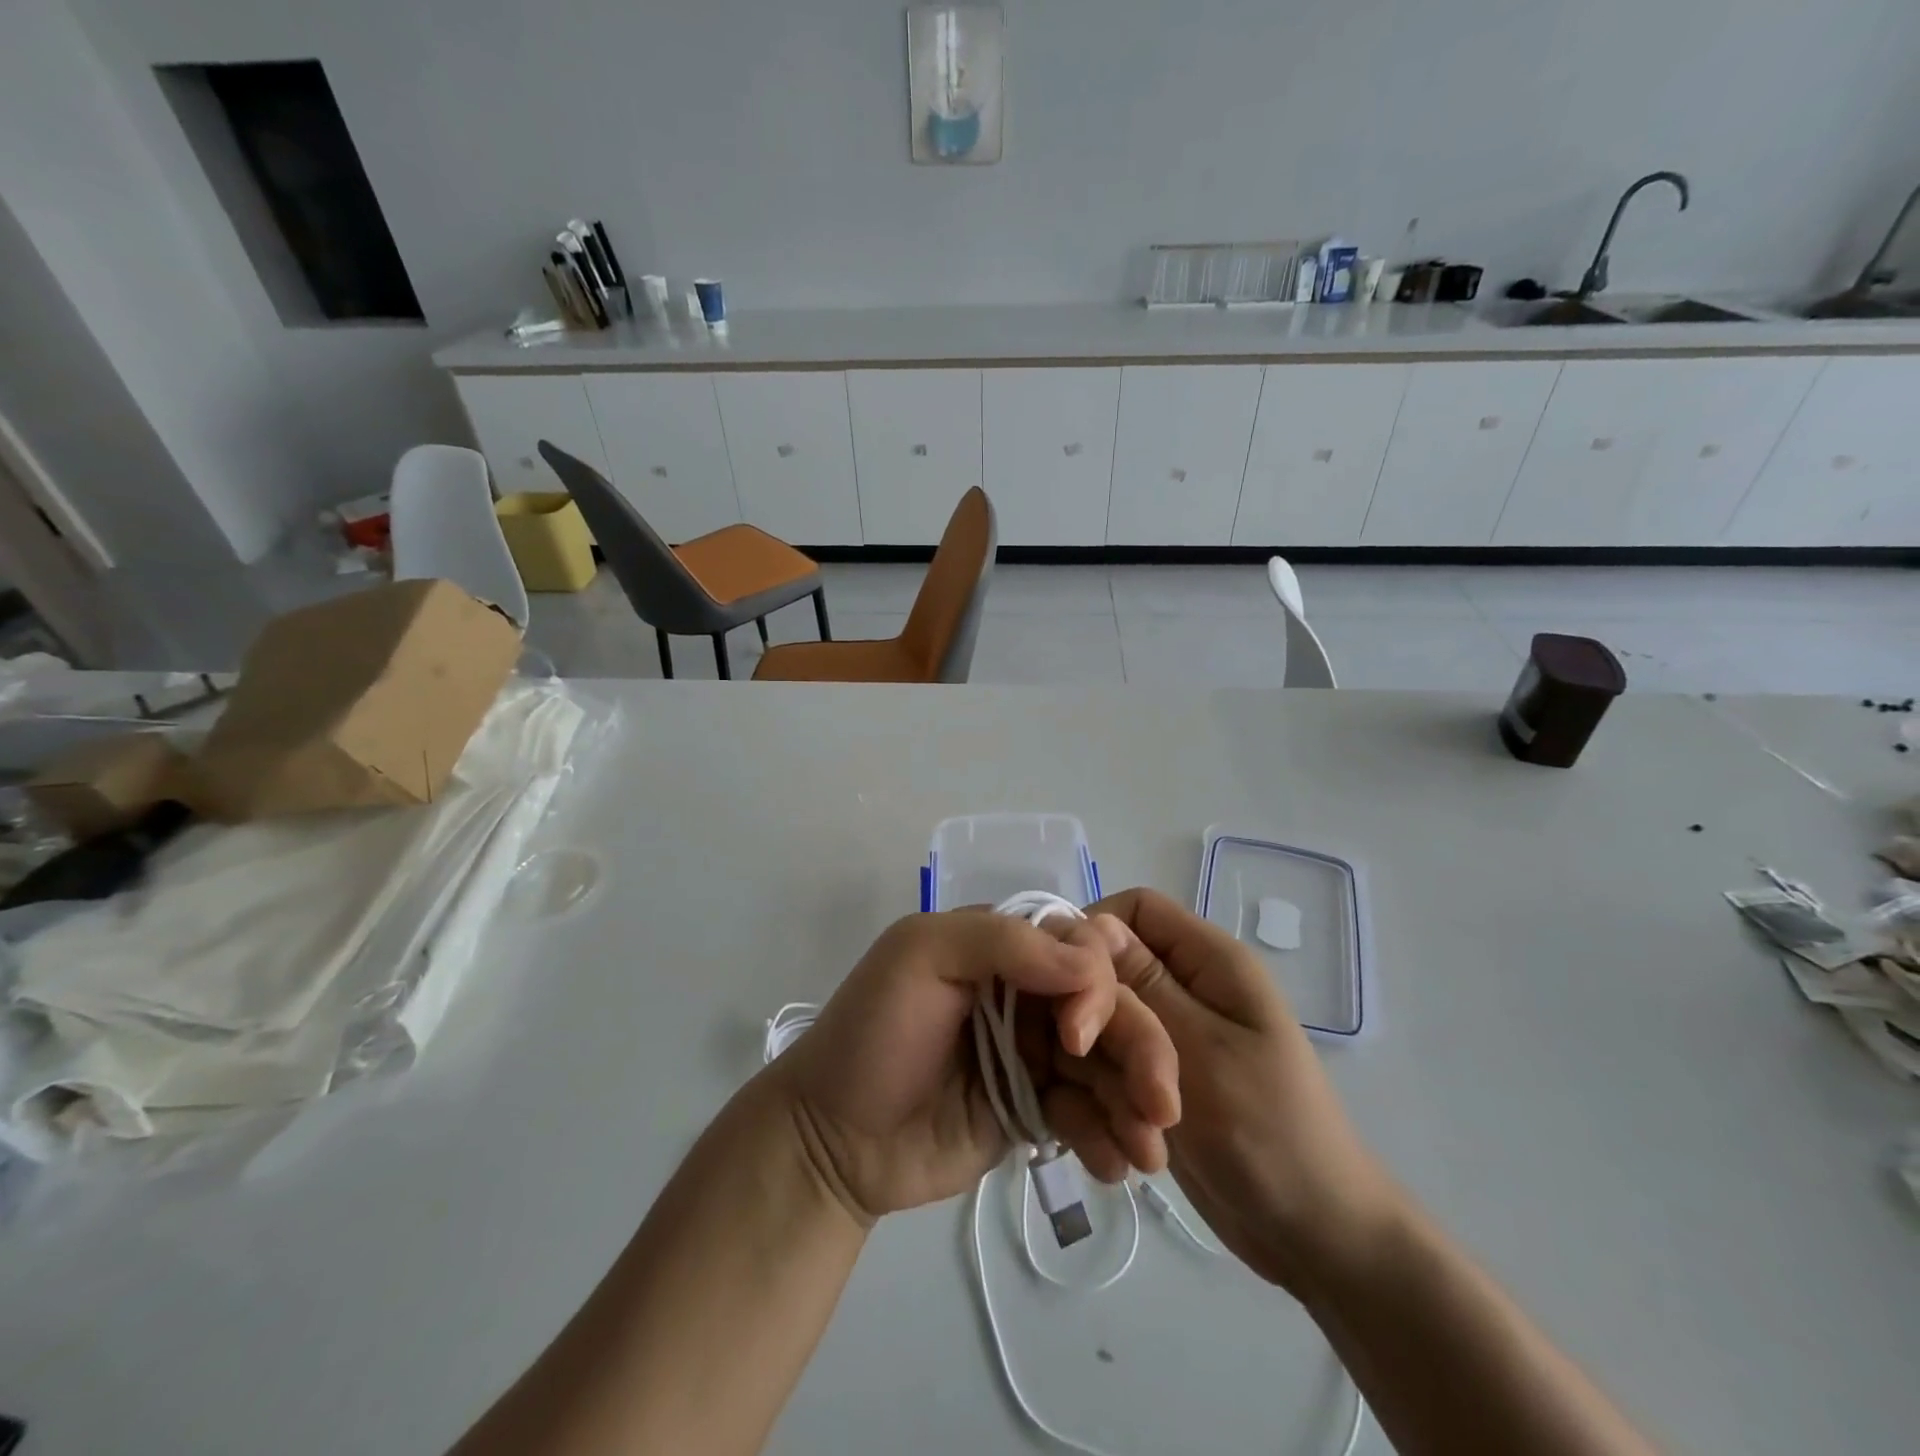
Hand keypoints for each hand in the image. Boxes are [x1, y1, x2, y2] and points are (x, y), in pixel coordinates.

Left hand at [770, 911, 1180, 1224]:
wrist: (832, 1141)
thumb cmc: (873, 1034)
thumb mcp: (920, 957)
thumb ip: (1003, 943)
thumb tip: (1092, 962)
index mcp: (1002, 948)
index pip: (1077, 948)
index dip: (1096, 987)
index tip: (1077, 1037)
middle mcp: (1027, 994)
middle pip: (1107, 1008)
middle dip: (1141, 1051)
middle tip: (1160, 1106)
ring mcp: (1033, 1054)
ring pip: (1106, 1064)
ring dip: (1137, 1102)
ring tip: (1148, 1153)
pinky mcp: (1035, 1110)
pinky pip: (1087, 1114)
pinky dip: (1109, 1136)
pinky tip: (1117, 1168)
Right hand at [1078, 888, 1403, 1291]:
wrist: (1314, 1241)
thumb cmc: (1272, 1135)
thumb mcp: (1205, 1053)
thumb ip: (1143, 986)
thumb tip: (1089, 923)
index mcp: (1208, 962)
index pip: (1133, 909)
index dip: (1090, 935)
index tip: (1064, 989)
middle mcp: (1181, 990)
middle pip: (1104, 977)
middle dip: (1097, 1034)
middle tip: (1105, 1082)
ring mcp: (1160, 1041)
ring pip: (1092, 1034)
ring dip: (1098, 1088)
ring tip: (1135, 1140)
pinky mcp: (1143, 1086)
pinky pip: (1095, 1079)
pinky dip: (1097, 1117)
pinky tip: (1120, 1156)